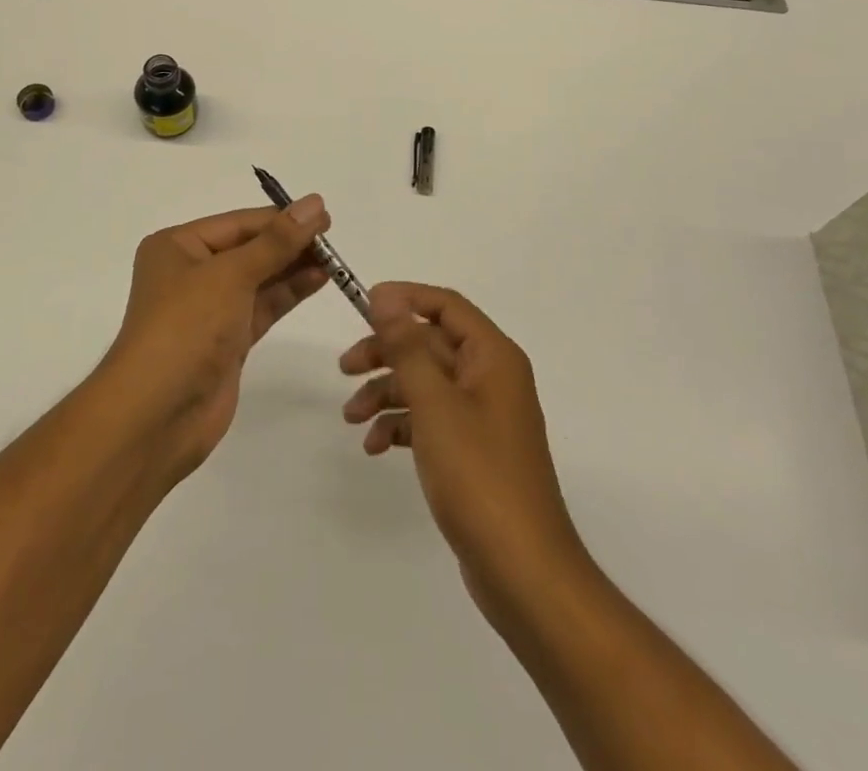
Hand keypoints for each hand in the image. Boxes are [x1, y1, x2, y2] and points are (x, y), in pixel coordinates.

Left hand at [103, 198, 330, 477]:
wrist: (157, 415)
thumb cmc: (186, 328)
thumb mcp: (231, 275)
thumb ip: (277, 242)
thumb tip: (314, 203)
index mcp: (177, 246)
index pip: (238, 223)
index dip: (281, 218)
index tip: (323, 214)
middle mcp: (191, 272)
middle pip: (249, 248)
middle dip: (289, 243)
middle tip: (333, 237)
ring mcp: (209, 309)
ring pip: (259, 278)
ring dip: (293, 267)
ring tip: (334, 259)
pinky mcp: (227, 340)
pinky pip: (262, 306)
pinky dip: (288, 293)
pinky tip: (318, 280)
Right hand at [340, 282, 584, 610]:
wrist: (523, 571)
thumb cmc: (479, 475)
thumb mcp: (434, 403)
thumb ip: (407, 346)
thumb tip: (385, 295)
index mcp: (493, 357)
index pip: (446, 306)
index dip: (404, 298)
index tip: (362, 304)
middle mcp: (491, 378)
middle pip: (430, 345)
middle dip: (386, 353)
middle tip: (344, 368)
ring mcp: (482, 416)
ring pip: (425, 384)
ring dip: (387, 393)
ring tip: (351, 418)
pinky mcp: (472, 450)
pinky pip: (431, 420)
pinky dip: (402, 425)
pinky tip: (376, 447)